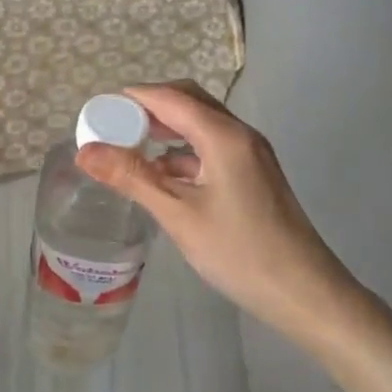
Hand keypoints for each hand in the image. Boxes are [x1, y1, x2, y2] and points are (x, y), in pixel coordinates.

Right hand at [78, 81, 391, 391]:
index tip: (97, 109)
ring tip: (128, 144)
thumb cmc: (240, 252)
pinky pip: (211, 146)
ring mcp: (250, 154)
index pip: (170, 98)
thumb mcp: (179, 215)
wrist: (306, 293)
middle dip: (148, 107)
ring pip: (201, 124)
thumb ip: (132, 178)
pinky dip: (182, 150)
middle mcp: (240, 134)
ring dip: (165, 127)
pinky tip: (161, 173)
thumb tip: (85, 152)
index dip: (132, 98)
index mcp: (224, 136)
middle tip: (111, 124)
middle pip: (188, 101)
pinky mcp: (253, 174)